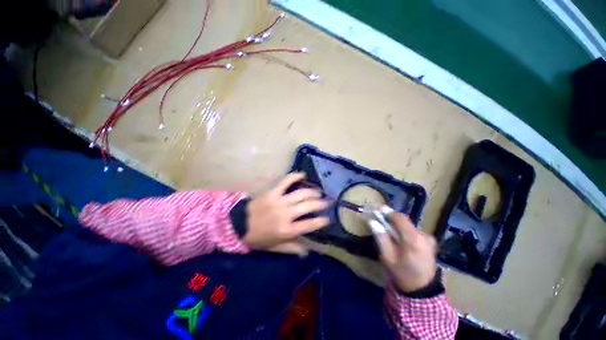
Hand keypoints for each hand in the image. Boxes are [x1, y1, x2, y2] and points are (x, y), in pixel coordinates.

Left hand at [244, 173, 329, 255]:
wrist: (239, 225)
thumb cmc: (259, 237)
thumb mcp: (275, 247)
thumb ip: (292, 249)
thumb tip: (307, 252)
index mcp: (287, 230)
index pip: (310, 224)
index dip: (321, 221)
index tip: (327, 218)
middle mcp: (286, 214)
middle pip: (308, 206)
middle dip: (320, 204)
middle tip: (325, 202)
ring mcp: (279, 201)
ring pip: (301, 194)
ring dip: (312, 192)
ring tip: (317, 192)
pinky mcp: (272, 192)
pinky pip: (285, 181)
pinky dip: (294, 176)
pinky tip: (302, 175)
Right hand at [375, 213, 437, 292]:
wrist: (422, 290)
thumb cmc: (402, 274)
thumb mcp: (387, 257)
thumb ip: (381, 237)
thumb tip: (372, 221)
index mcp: (413, 239)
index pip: (401, 218)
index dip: (388, 212)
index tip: (378, 211)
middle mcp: (424, 236)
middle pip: (405, 221)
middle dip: (392, 220)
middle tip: (380, 222)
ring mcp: (429, 239)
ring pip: (409, 226)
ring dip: (398, 226)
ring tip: (389, 233)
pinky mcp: (430, 243)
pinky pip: (414, 232)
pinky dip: (405, 232)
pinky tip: (400, 240)